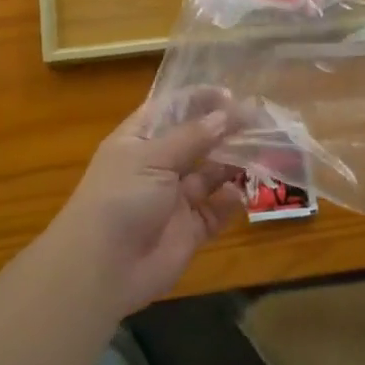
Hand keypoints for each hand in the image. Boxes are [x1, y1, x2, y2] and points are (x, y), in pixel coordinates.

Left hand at [47, 100, 247, 317]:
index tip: (229, 94)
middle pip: (195, 140)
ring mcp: (174, 198)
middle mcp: (158, 165)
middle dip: (223, 130)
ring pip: (210, 174)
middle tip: (258, 119)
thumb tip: (227, 114)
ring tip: (261, 149)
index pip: (170, 109)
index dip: (197, 99)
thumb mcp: (152, 158)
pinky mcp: (190, 229)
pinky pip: (217, 210)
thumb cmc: (119, 199)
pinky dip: (231, 201)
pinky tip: (242, 192)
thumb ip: (192, 136)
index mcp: (138, 141)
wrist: (102, 270)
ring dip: (233, 162)